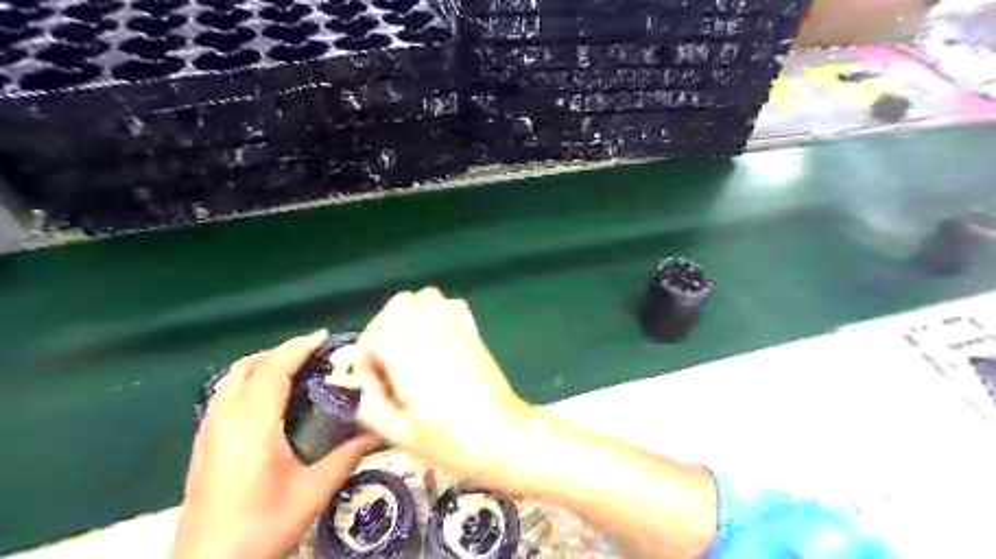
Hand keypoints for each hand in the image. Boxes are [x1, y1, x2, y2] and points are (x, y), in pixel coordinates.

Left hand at [171, 332, 377, 558]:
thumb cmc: (261, 526)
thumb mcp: (312, 491)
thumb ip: (347, 456)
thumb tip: (378, 431)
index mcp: (252, 424)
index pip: (273, 369)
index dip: (299, 347)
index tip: (324, 337)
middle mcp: (225, 419)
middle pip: (249, 366)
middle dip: (281, 351)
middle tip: (315, 353)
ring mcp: (209, 430)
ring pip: (232, 379)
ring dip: (263, 364)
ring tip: (295, 369)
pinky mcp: (203, 443)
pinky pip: (225, 394)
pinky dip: (249, 381)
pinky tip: (269, 398)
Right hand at [338, 288, 537, 487]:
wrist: (504, 436)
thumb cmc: (452, 441)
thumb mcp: (401, 436)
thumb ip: (372, 409)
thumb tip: (365, 393)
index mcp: (407, 354)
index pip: (372, 337)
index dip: (365, 362)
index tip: (377, 388)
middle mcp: (430, 331)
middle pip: (395, 308)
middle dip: (382, 332)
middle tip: (388, 365)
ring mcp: (455, 326)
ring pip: (422, 298)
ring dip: (408, 316)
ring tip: (408, 347)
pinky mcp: (472, 330)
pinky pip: (449, 304)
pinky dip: (436, 312)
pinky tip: (435, 338)